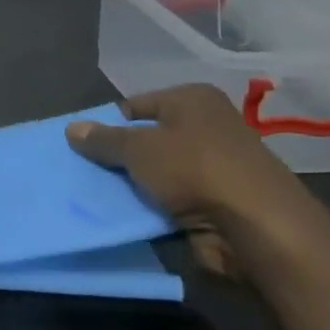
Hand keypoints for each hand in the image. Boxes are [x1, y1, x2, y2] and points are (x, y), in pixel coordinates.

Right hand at [66, 85, 329, 278]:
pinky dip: (150, 206)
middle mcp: (206, 127)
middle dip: (116, 157)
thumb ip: (103, 139)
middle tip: (81, 172)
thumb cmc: (195, 170)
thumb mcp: (137, 148)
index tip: (80, 147)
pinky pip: (169, 198)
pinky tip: (124, 214)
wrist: (257, 229)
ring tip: (95, 195)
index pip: (134, 106)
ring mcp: (212, 165)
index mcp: (192, 100)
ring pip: (155, 171)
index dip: (106, 125)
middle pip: (145, 139)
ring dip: (131, 185)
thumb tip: (72, 129)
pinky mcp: (214, 200)